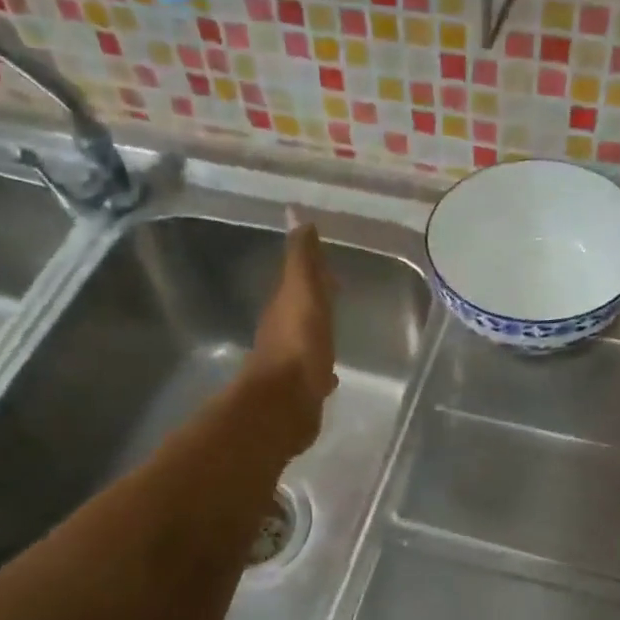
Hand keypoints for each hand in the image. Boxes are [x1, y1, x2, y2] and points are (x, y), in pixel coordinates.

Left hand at [245, 213, 336, 455]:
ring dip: (318, 336)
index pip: (298, 283)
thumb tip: (295, 214)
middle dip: (317, 304)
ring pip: (306, 342)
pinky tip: (330, 377)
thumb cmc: (298, 346)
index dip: (313, 274)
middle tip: (336, 297)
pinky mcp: (300, 393)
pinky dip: (320, 368)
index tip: (330, 270)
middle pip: (302, 312)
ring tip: (334, 335)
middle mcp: (283, 334)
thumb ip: (302, 260)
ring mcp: (290, 366)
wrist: (285, 405)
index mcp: (284, 307)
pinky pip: (312, 373)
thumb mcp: (303, 293)